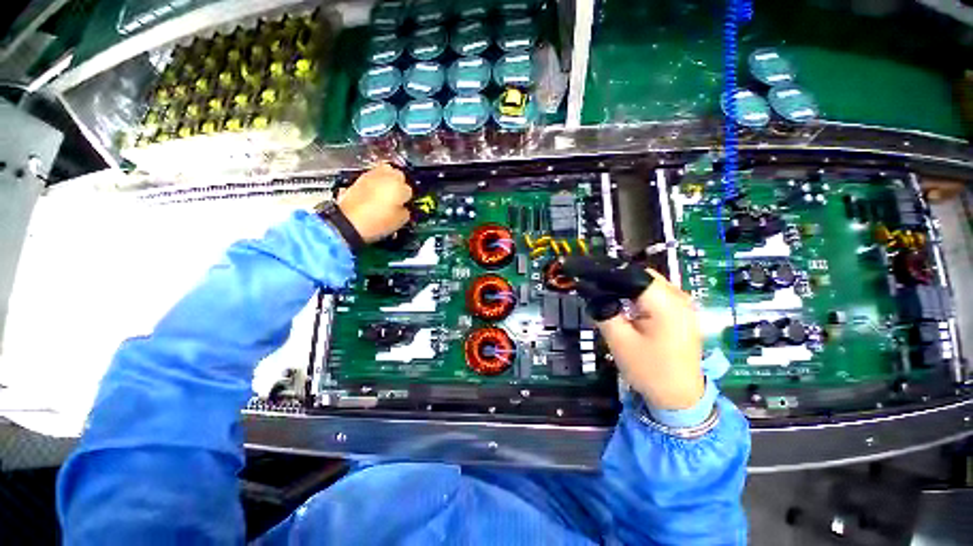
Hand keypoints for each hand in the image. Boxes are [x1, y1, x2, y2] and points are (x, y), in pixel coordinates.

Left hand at [338, 163, 412, 242]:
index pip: (409, 189)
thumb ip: (405, 210)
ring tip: (383, 196)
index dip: (407, 198)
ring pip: (382, 173)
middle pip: (396, 174)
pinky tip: (371, 197)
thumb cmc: (377, 221)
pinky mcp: (357, 180)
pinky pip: (370, 179)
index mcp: (399, 185)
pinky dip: (372, 185)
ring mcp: (369, 176)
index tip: (404, 205)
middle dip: (397, 183)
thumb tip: (403, 208)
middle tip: (396, 196)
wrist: (348, 222)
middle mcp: (385, 175)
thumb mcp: (400, 221)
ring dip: (385, 182)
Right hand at [564, 257, 703, 409]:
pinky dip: (638, 295)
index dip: (607, 272)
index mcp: (665, 303)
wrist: (680, 399)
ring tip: (605, 294)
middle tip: (594, 287)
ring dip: (627, 287)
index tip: (586, 275)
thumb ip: (604, 312)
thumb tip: (591, 292)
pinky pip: (656, 294)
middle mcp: (679, 298)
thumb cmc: (650, 371)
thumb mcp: (620, 341)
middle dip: (617, 279)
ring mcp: (684, 305)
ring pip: (649, 284)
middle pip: (642, 275)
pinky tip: (626, 305)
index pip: (632, 274)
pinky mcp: (682, 314)